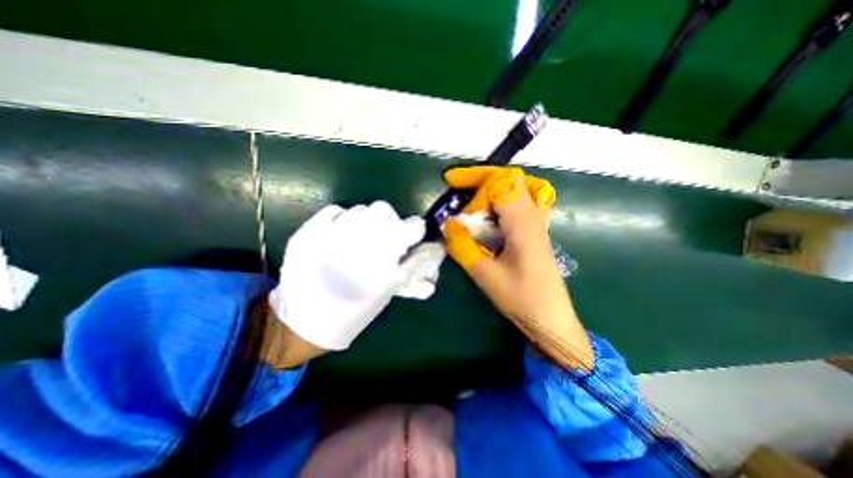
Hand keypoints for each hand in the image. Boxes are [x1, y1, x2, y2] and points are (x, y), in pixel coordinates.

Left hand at [267, 200, 423, 353]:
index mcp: (382, 256)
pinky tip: (341, 233)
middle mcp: (358, 238)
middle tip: (385, 235)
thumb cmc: (354, 310)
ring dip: (367, 220)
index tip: (413, 235)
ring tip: (362, 237)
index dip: (415, 230)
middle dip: (390, 220)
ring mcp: (330, 232)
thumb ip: (412, 264)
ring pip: (361, 209)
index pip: (411, 227)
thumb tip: (433, 247)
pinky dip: (342, 218)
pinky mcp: (309, 231)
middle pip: (384, 209)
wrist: (305, 320)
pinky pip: (334, 210)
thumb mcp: (389, 290)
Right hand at [439, 166, 593, 370]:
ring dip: (492, 186)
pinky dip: (503, 198)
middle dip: (481, 177)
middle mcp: (534, 215)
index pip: (500, 183)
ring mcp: (538, 222)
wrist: (551, 318)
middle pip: (511, 178)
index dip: (475, 182)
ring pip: (519, 186)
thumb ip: (463, 246)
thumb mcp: (485, 275)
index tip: (453, 191)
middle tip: (457, 184)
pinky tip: (491, 212)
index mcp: (523, 223)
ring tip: (472, 194)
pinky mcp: (536, 230)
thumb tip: (448, 224)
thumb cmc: (521, 298)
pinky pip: (522, 201)